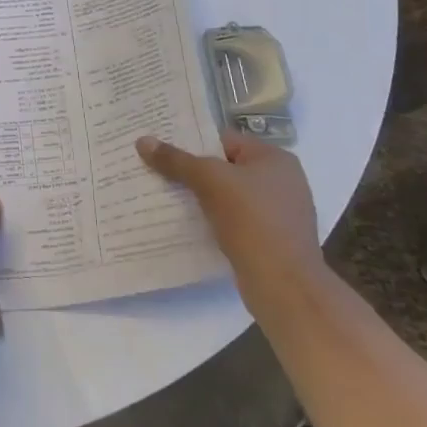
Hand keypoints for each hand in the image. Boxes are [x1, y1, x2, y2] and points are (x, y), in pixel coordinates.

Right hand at [136, 132, 324, 300]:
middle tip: (158, 170)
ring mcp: (279, 214)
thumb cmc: (251, 220)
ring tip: (166, 196)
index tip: (162, 148)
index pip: (224, 140)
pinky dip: (214, 220)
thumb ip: (176, 160)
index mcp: (275, 159)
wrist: (284, 286)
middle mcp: (282, 182)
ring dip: (202, 198)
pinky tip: (189, 223)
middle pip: (225, 168)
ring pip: (228, 196)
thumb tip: (142, 141)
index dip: (192, 142)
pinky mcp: (272, 241)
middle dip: (193, 172)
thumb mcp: (208, 181)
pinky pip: (235, 221)